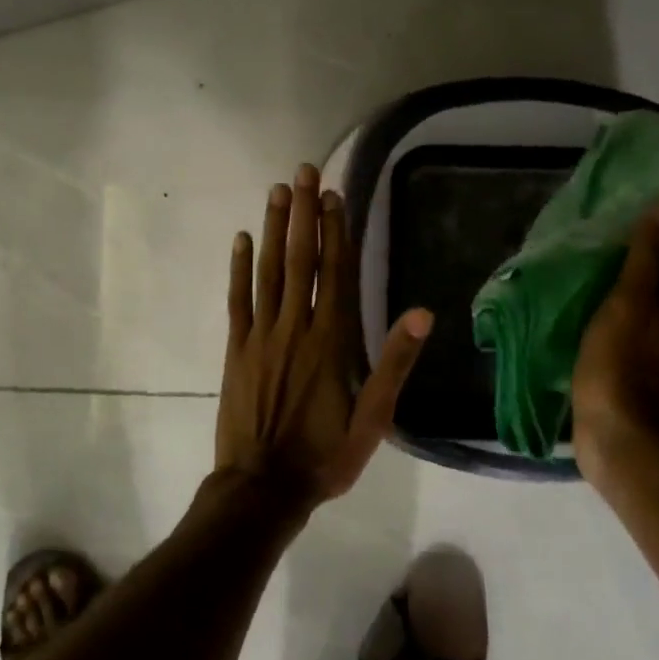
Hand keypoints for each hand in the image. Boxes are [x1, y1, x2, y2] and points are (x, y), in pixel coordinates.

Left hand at [216, 163, 432, 510]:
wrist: (262, 487)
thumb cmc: (324, 455)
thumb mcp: (374, 419)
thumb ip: (394, 364)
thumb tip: (422, 313)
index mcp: (331, 341)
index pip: (335, 273)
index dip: (336, 231)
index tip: (334, 194)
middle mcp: (295, 327)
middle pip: (301, 260)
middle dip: (304, 213)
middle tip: (303, 172)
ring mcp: (261, 335)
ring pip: (269, 271)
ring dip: (274, 229)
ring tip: (277, 191)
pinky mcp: (236, 348)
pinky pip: (238, 299)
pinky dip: (239, 267)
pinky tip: (242, 239)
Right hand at [571, 197, 658, 478]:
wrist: (619, 441)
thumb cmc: (621, 367)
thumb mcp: (630, 303)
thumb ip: (646, 258)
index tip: (650, 218)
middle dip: (651, 270)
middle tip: (617, 247)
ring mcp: (653, 361)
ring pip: (647, 318)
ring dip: (631, 300)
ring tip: (598, 279)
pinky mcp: (630, 383)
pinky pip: (624, 343)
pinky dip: (613, 329)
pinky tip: (591, 325)